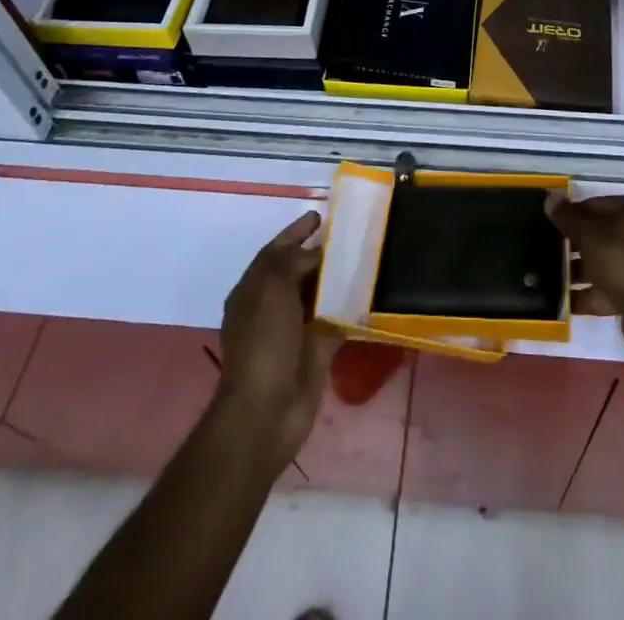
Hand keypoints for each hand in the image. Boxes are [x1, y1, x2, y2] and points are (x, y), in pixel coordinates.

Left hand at [217, 211, 341, 468]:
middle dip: (321, 252)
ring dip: (338, 277)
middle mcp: (272, 306)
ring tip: (364, 253)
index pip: (275, 250)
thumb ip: (294, 261)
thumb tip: (318, 251)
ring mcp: (295, 329)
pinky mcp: (317, 349)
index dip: (295, 232)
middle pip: (299, 270)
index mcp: (253, 289)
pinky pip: (337, 319)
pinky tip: (370, 290)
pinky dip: (350, 305)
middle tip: (351, 231)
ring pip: (320, 293)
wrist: (268, 409)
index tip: (320, 214)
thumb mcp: (272, 286)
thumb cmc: (264, 340)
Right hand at [545, 192, 623, 354]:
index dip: (574, 215)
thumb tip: (550, 197)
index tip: (553, 228)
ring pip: (611, 260)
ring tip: (556, 280)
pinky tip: (571, 302)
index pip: (598, 203)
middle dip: (579, 245)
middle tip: (552, 253)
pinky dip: (597, 292)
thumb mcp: (589, 236)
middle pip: (606, 233)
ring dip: (586, 270)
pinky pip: (618, 285)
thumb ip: (568, 218)